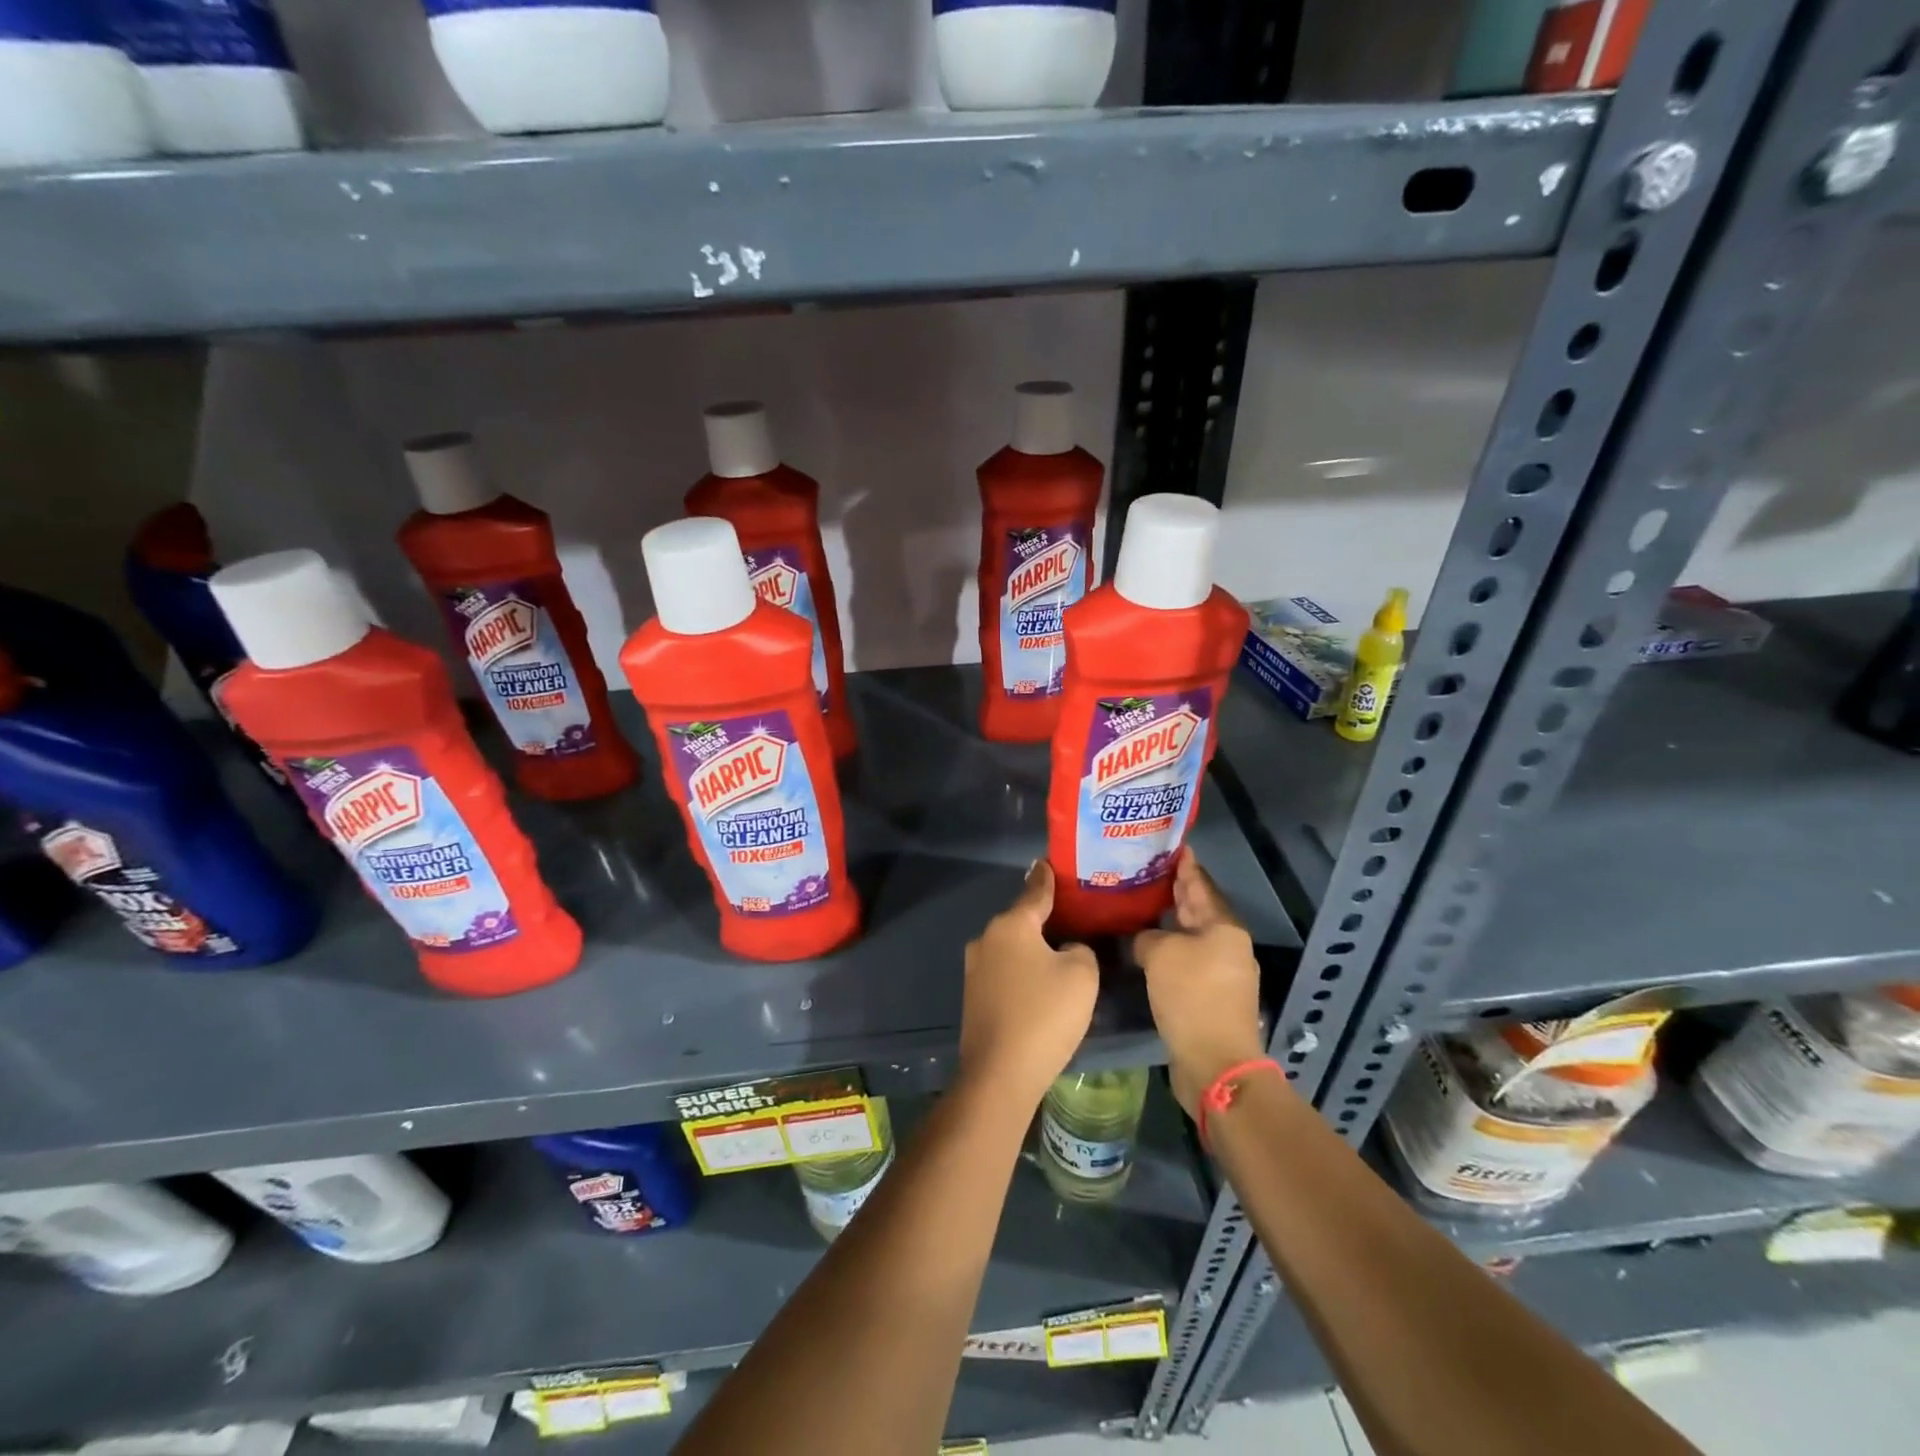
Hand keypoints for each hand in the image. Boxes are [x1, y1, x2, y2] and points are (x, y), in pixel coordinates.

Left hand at [959, 861, 1099, 1111]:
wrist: (1000, 1074)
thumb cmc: (1045, 1015)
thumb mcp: (1082, 974)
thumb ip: (1080, 949)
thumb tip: (1067, 950)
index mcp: (1011, 925)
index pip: (1035, 891)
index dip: (1047, 878)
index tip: (1050, 863)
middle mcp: (987, 939)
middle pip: (1022, 920)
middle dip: (1043, 918)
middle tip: (1072, 917)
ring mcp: (975, 968)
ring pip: (1012, 947)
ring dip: (1033, 949)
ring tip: (1060, 954)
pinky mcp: (973, 996)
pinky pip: (1005, 971)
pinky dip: (1022, 972)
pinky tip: (1040, 987)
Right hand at [1133, 849, 1266, 1119]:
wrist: (1215, 1063)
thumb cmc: (1192, 997)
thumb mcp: (1160, 954)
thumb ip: (1146, 937)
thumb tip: (1143, 940)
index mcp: (1224, 927)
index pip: (1200, 884)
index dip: (1185, 864)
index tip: (1171, 845)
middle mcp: (1227, 945)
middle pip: (1198, 909)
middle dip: (1175, 890)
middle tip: (1147, 869)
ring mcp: (1222, 973)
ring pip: (1191, 936)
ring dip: (1169, 922)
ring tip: (1140, 904)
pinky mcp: (1210, 996)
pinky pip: (1186, 960)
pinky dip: (1168, 949)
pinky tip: (1145, 946)